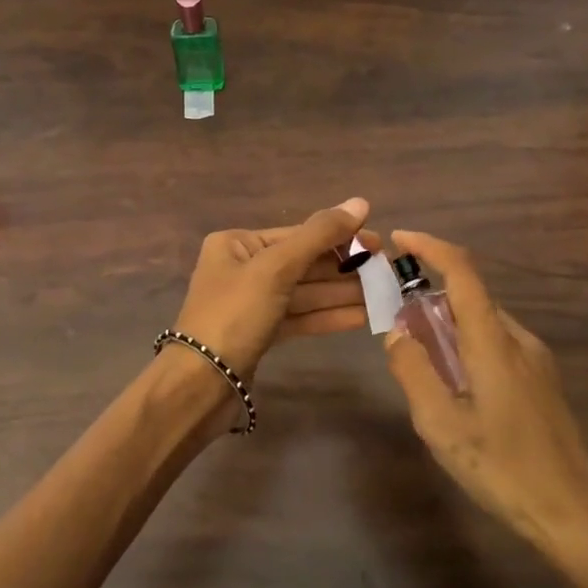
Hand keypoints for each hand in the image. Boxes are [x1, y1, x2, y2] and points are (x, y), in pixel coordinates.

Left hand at [171, 198, 375, 382]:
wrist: (201, 384)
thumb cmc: (234, 315)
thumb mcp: (276, 268)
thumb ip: (319, 235)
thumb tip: (360, 202)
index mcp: (236, 244)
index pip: (297, 235)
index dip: (340, 237)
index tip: (379, 243)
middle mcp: (242, 268)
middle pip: (303, 263)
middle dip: (344, 269)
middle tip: (386, 272)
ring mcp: (251, 303)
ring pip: (305, 293)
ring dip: (343, 294)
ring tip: (383, 295)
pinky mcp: (260, 333)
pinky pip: (300, 317)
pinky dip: (328, 317)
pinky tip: (363, 317)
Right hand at [383, 230, 587, 578]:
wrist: (573, 516)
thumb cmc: (502, 469)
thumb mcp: (440, 425)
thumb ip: (413, 371)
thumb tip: (396, 333)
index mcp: (494, 343)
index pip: (464, 273)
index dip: (431, 247)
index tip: (399, 240)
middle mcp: (519, 341)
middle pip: (471, 297)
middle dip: (431, 295)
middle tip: (396, 319)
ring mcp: (537, 361)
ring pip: (484, 323)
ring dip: (448, 323)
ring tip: (419, 356)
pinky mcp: (543, 382)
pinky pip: (498, 344)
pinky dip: (467, 343)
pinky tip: (454, 382)